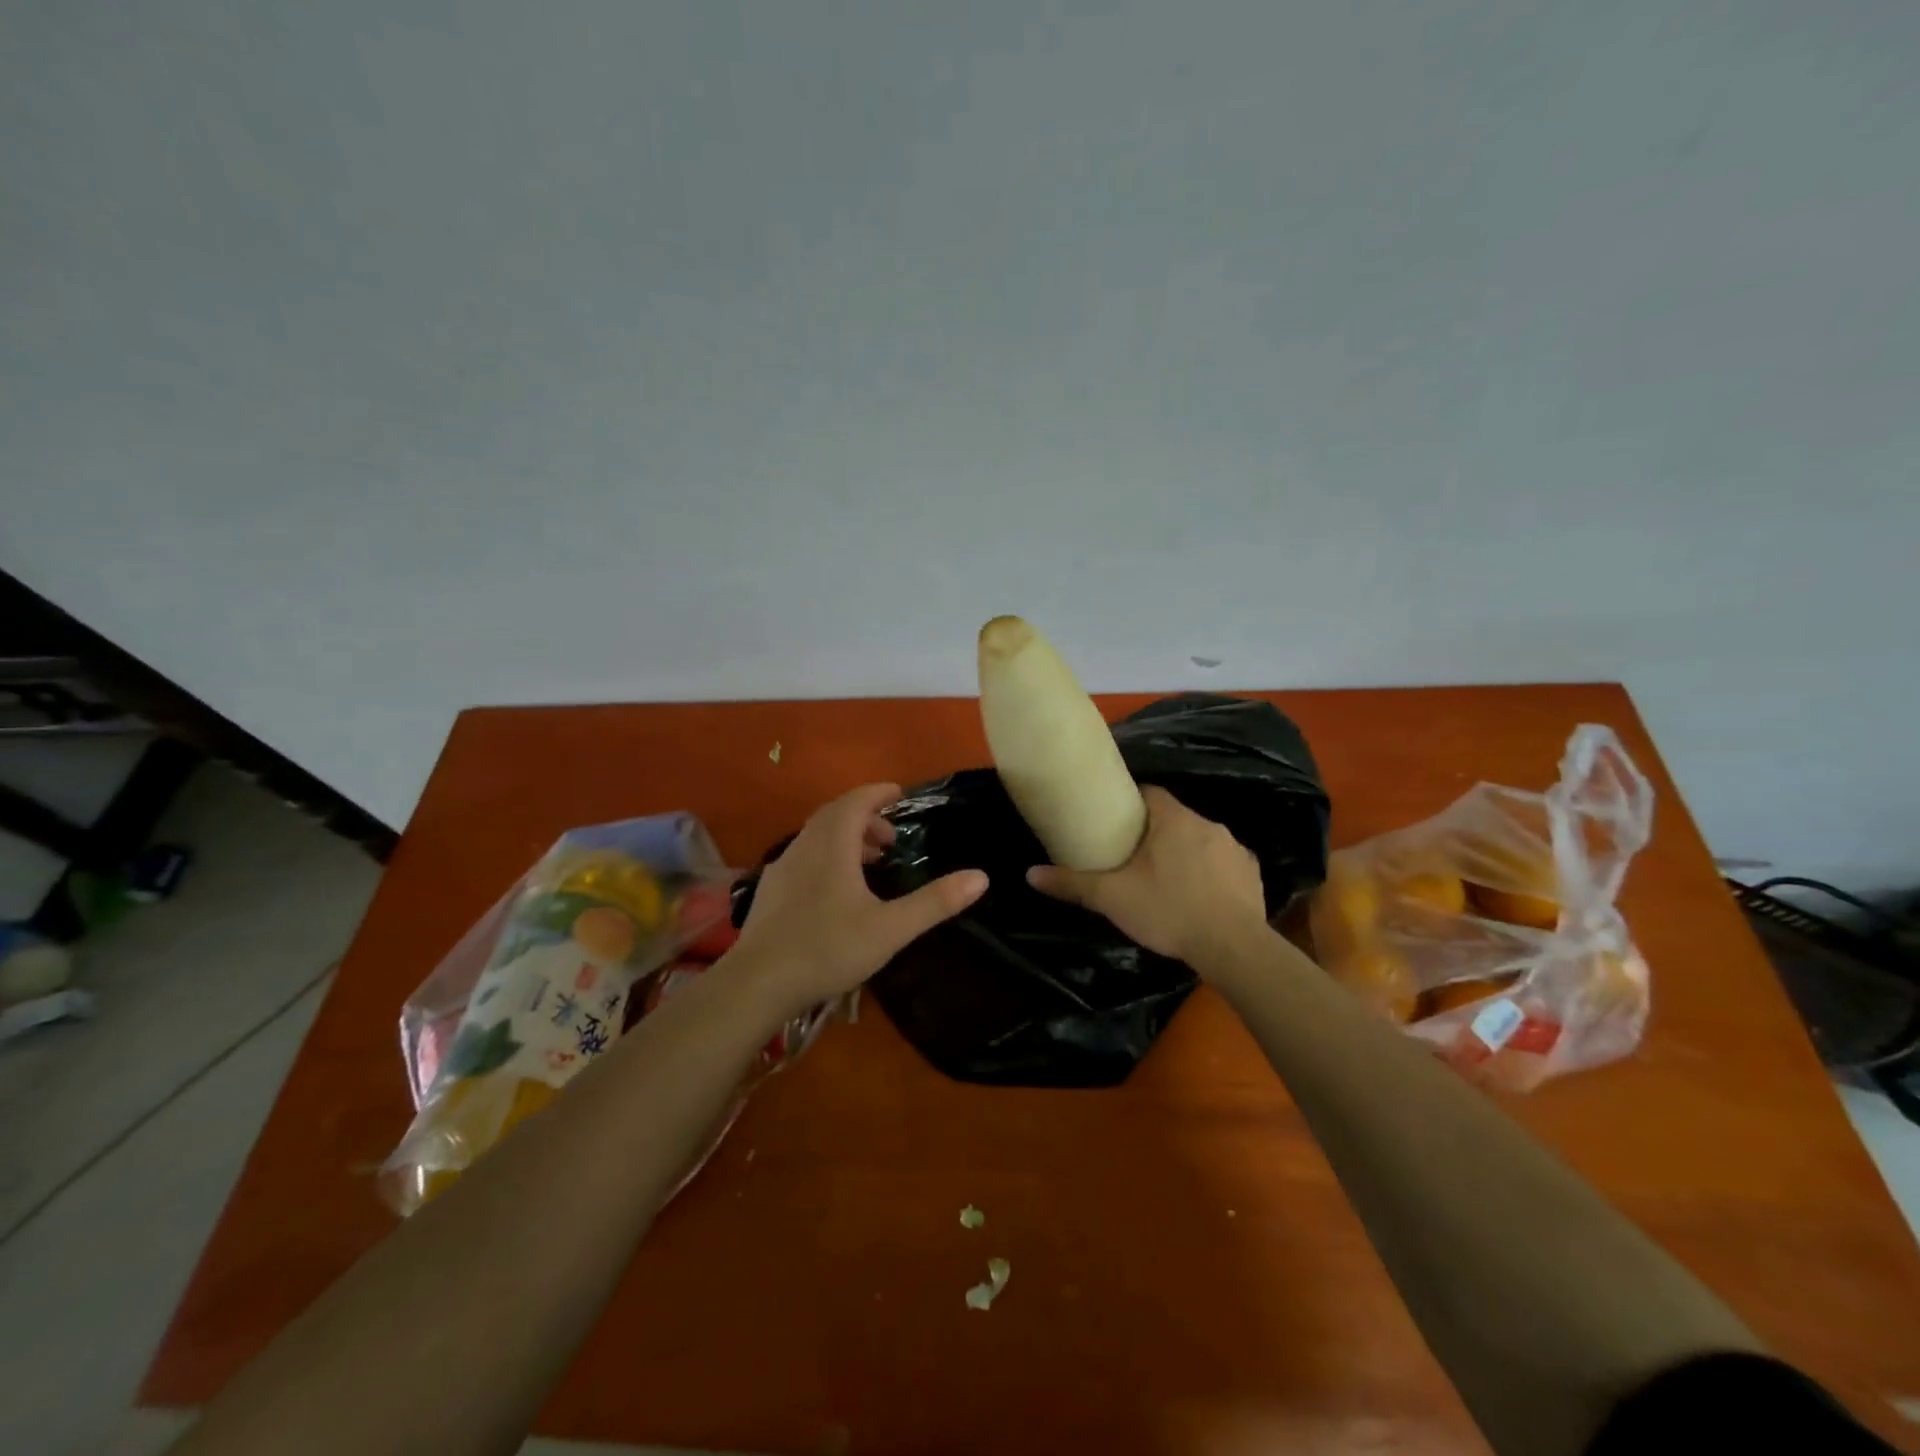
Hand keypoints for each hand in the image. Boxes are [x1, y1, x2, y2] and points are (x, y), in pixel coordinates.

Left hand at [727, 783, 988, 1015]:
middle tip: (891, 838)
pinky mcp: (770, 890)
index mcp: (832, 845)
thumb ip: (935, 902)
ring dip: (845, 838)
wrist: (757, 983)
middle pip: (835, 815)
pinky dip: (826, 856)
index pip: (856, 801)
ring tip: (870, 863)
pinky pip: (803, 856)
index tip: (899, 794)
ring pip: (817, 836)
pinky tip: (835, 889)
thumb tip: (981, 877)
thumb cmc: (827, 949)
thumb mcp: (890, 929)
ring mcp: (782, 868)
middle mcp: (804, 846)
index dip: (878, 793)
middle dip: (865, 817)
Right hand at [1027, 785, 1268, 971]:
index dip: (1131, 803)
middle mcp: (1207, 824)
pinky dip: (1212, 873)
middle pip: (1174, 817)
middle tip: (1134, 857)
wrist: (1232, 947)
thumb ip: (1072, 884)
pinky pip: (1225, 863)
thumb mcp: (1112, 898)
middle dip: (1156, 832)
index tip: (1116, 821)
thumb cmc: (1168, 910)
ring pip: (1201, 840)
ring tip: (1167, 879)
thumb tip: (1030, 874)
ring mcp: (1235, 848)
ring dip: (1185, 852)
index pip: (1149, 793)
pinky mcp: (1252, 873)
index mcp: (1173, 819)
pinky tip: (1200, 896)